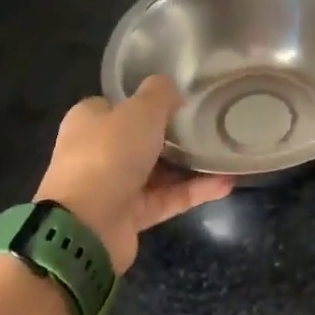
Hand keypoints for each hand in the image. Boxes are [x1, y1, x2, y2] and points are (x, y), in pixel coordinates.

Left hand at [33, 77, 232, 273]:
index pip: (118, 104)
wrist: (87, 227)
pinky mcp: (130, 216)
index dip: (146, 101)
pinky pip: (168, 198)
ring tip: (225, 154)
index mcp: (89, 121)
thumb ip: (159, 93)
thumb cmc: (109, 154)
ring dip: (189, 164)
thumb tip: (170, 88)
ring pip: (157, 170)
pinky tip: (226, 184)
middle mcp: (97, 151)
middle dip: (172, 134)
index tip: (180, 100)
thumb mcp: (140, 110)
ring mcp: (113, 186)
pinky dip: (195, 191)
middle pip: (140, 138)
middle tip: (208, 124)